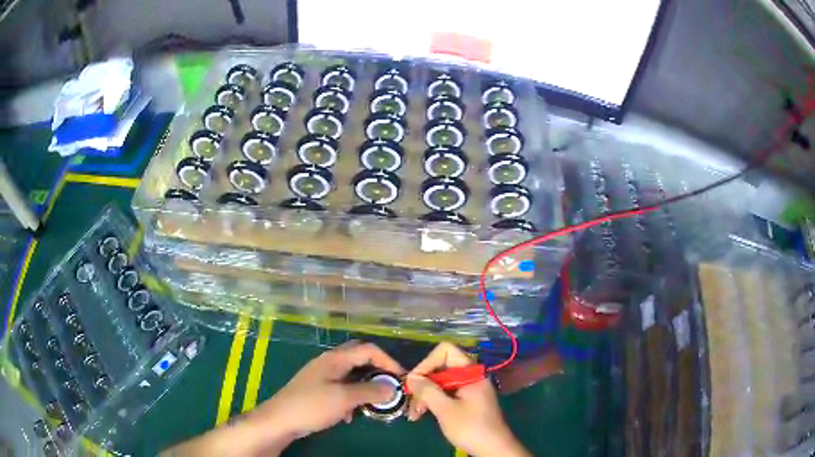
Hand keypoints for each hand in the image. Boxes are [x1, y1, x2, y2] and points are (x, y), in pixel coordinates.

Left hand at [162, 341, 403, 456]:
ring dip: (365, 385)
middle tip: (390, 385)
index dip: (388, 361)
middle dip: (377, 370)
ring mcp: (321, 376)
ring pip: (351, 374)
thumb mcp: (344, 398)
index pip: (368, 349)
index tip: (402, 378)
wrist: (280, 420)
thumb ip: (370, 391)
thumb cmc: (311, 405)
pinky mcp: (317, 389)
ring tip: (373, 402)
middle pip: (360, 358)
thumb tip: (392, 387)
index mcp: (335, 358)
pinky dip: (351, 396)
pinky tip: (349, 413)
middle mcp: (329, 362)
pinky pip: (341, 387)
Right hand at [406, 342, 529, 456]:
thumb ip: (428, 391)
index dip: (427, 363)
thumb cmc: (471, 428)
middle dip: (423, 384)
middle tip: (411, 403)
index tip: (415, 383)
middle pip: (441, 368)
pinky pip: (446, 393)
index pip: (445, 351)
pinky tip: (423, 414)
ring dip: (425, 395)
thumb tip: (411, 377)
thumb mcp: (446, 410)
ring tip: (414, 414)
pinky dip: (434, 401)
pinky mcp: (467, 400)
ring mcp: (469, 388)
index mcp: (470, 373)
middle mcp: (471, 376)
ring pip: (441, 382)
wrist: (493, 448)